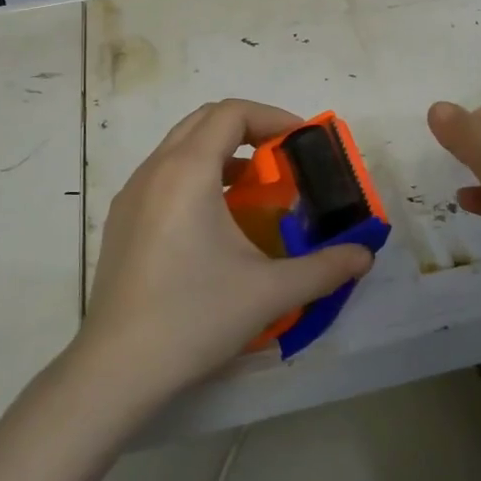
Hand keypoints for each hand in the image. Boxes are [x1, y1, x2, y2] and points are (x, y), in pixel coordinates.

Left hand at [80, 99, 374, 403]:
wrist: (117, 368)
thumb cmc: (195, 316)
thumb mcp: (270, 291)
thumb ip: (324, 268)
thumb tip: (364, 255)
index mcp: (188, 171)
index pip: (232, 113)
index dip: (273, 117)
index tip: (303, 142)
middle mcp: (155, 170)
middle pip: (204, 120)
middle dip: (248, 129)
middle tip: (282, 159)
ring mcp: (131, 194)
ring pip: (180, 146)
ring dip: (221, 152)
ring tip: (254, 188)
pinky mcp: (121, 220)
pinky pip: (163, 174)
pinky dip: (196, 174)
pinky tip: (215, 221)